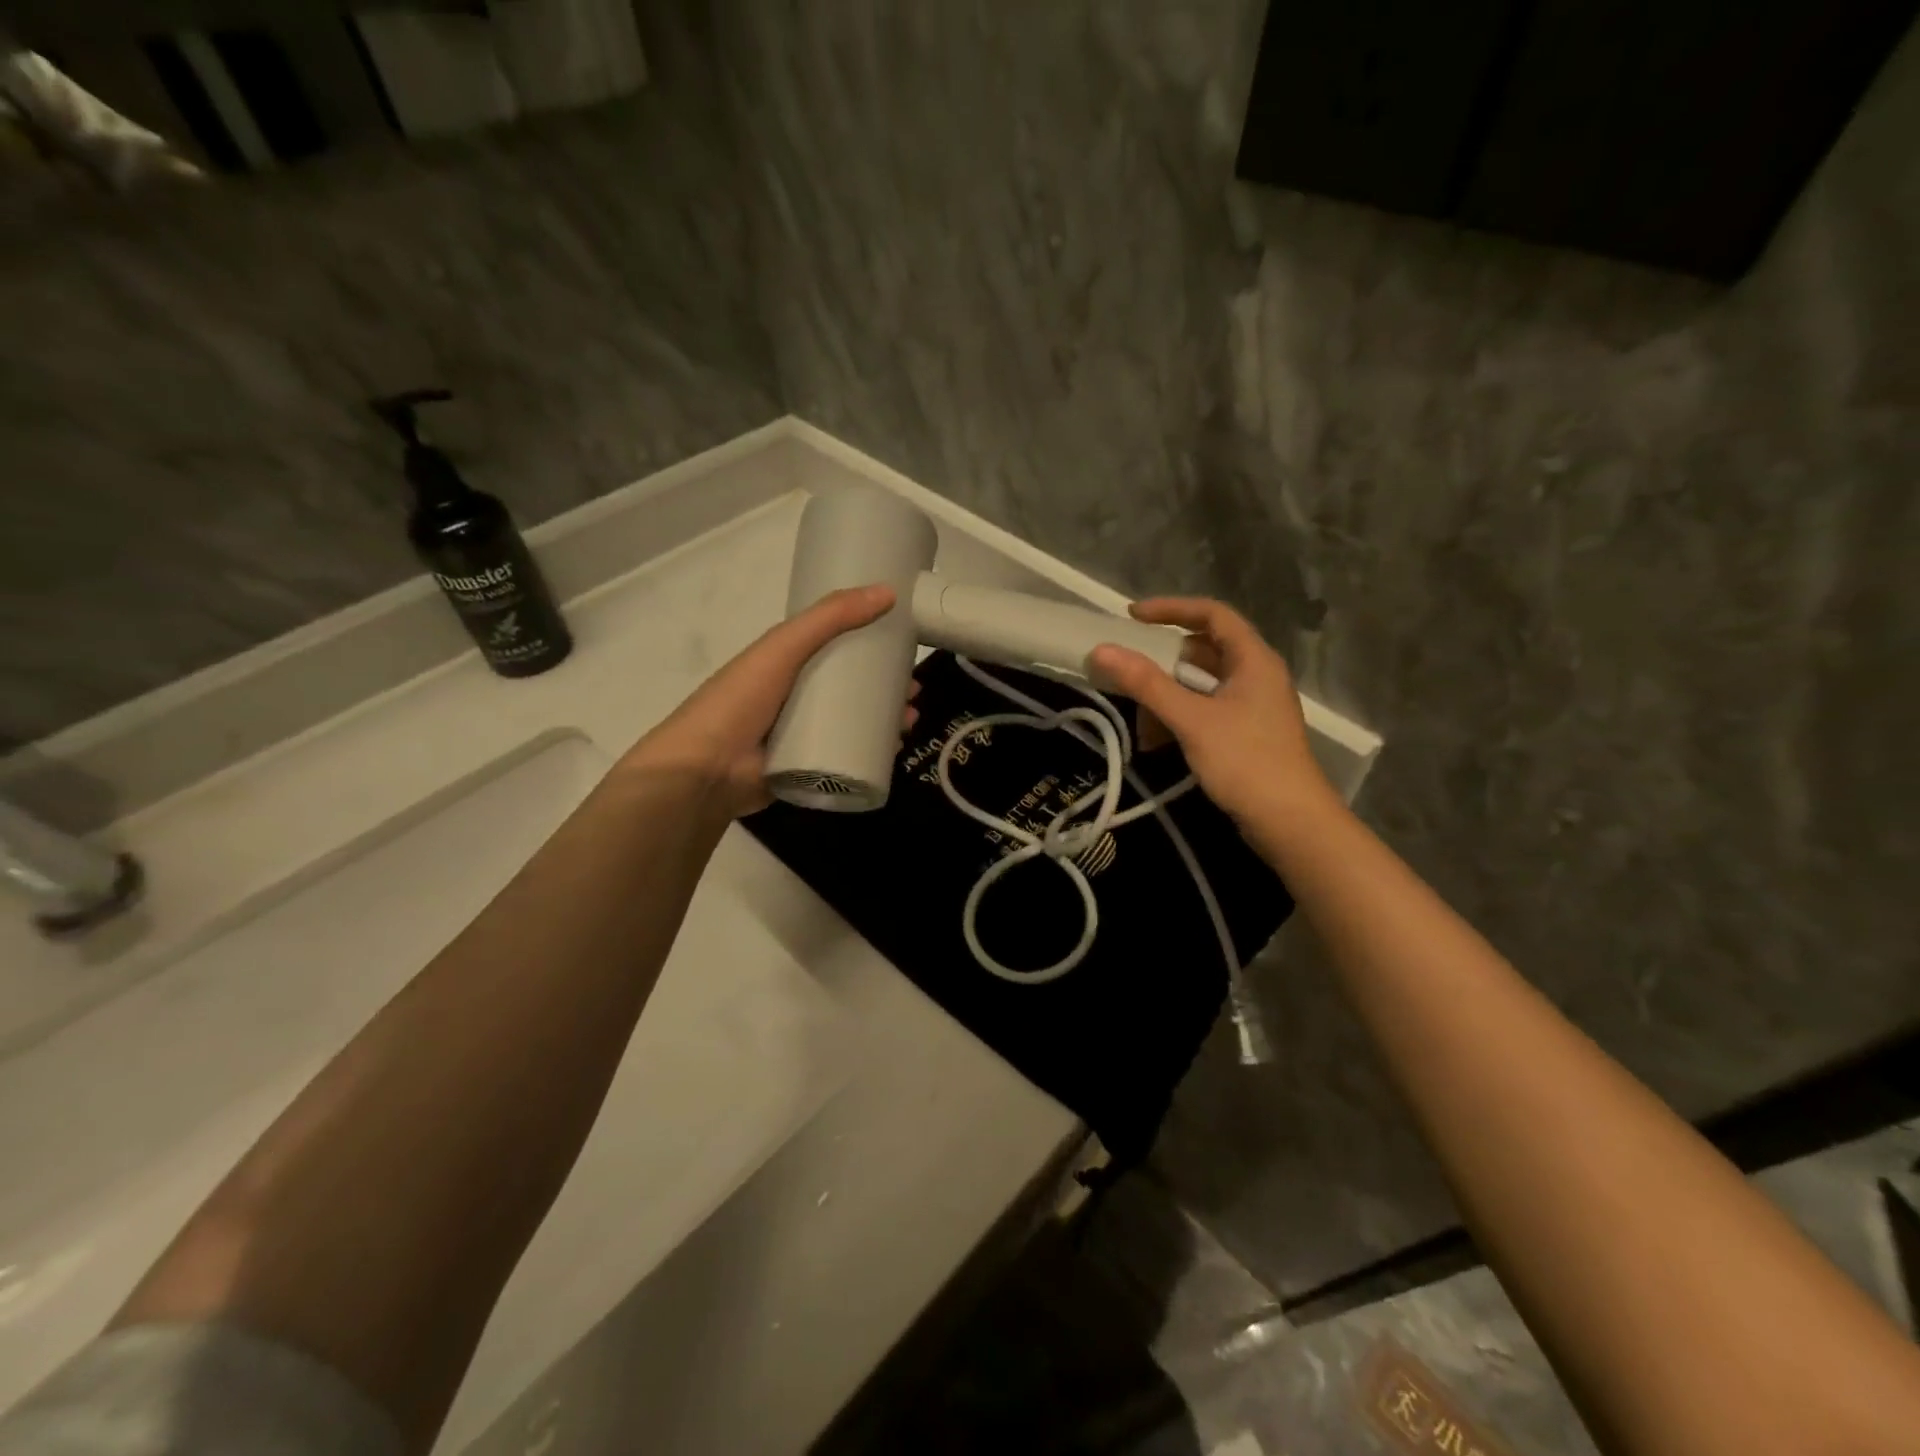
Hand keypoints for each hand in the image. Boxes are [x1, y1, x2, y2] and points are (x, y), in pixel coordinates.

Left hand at [621, 585, 917, 816]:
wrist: (705, 769)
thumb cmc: (741, 699)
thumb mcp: (784, 646)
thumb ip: (830, 618)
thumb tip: (888, 592)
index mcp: (783, 665)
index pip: (834, 649)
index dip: (869, 646)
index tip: (901, 649)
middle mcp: (792, 697)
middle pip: (848, 689)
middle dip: (884, 689)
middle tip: (914, 692)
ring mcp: (799, 736)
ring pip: (851, 724)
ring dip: (884, 722)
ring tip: (909, 723)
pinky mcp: (804, 769)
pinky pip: (844, 758)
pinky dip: (871, 754)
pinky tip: (893, 752)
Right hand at [1090, 597, 1330, 828]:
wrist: (1290, 823)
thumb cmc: (1245, 762)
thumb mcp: (1191, 719)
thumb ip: (1146, 684)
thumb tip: (1103, 650)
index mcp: (1253, 660)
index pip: (1212, 614)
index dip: (1171, 609)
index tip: (1132, 617)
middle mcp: (1256, 675)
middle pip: (1204, 650)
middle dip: (1163, 660)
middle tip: (1127, 667)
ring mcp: (1252, 706)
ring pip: (1202, 684)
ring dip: (1167, 694)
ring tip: (1138, 715)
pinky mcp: (1246, 733)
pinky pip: (1205, 710)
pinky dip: (1179, 717)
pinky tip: (1156, 741)